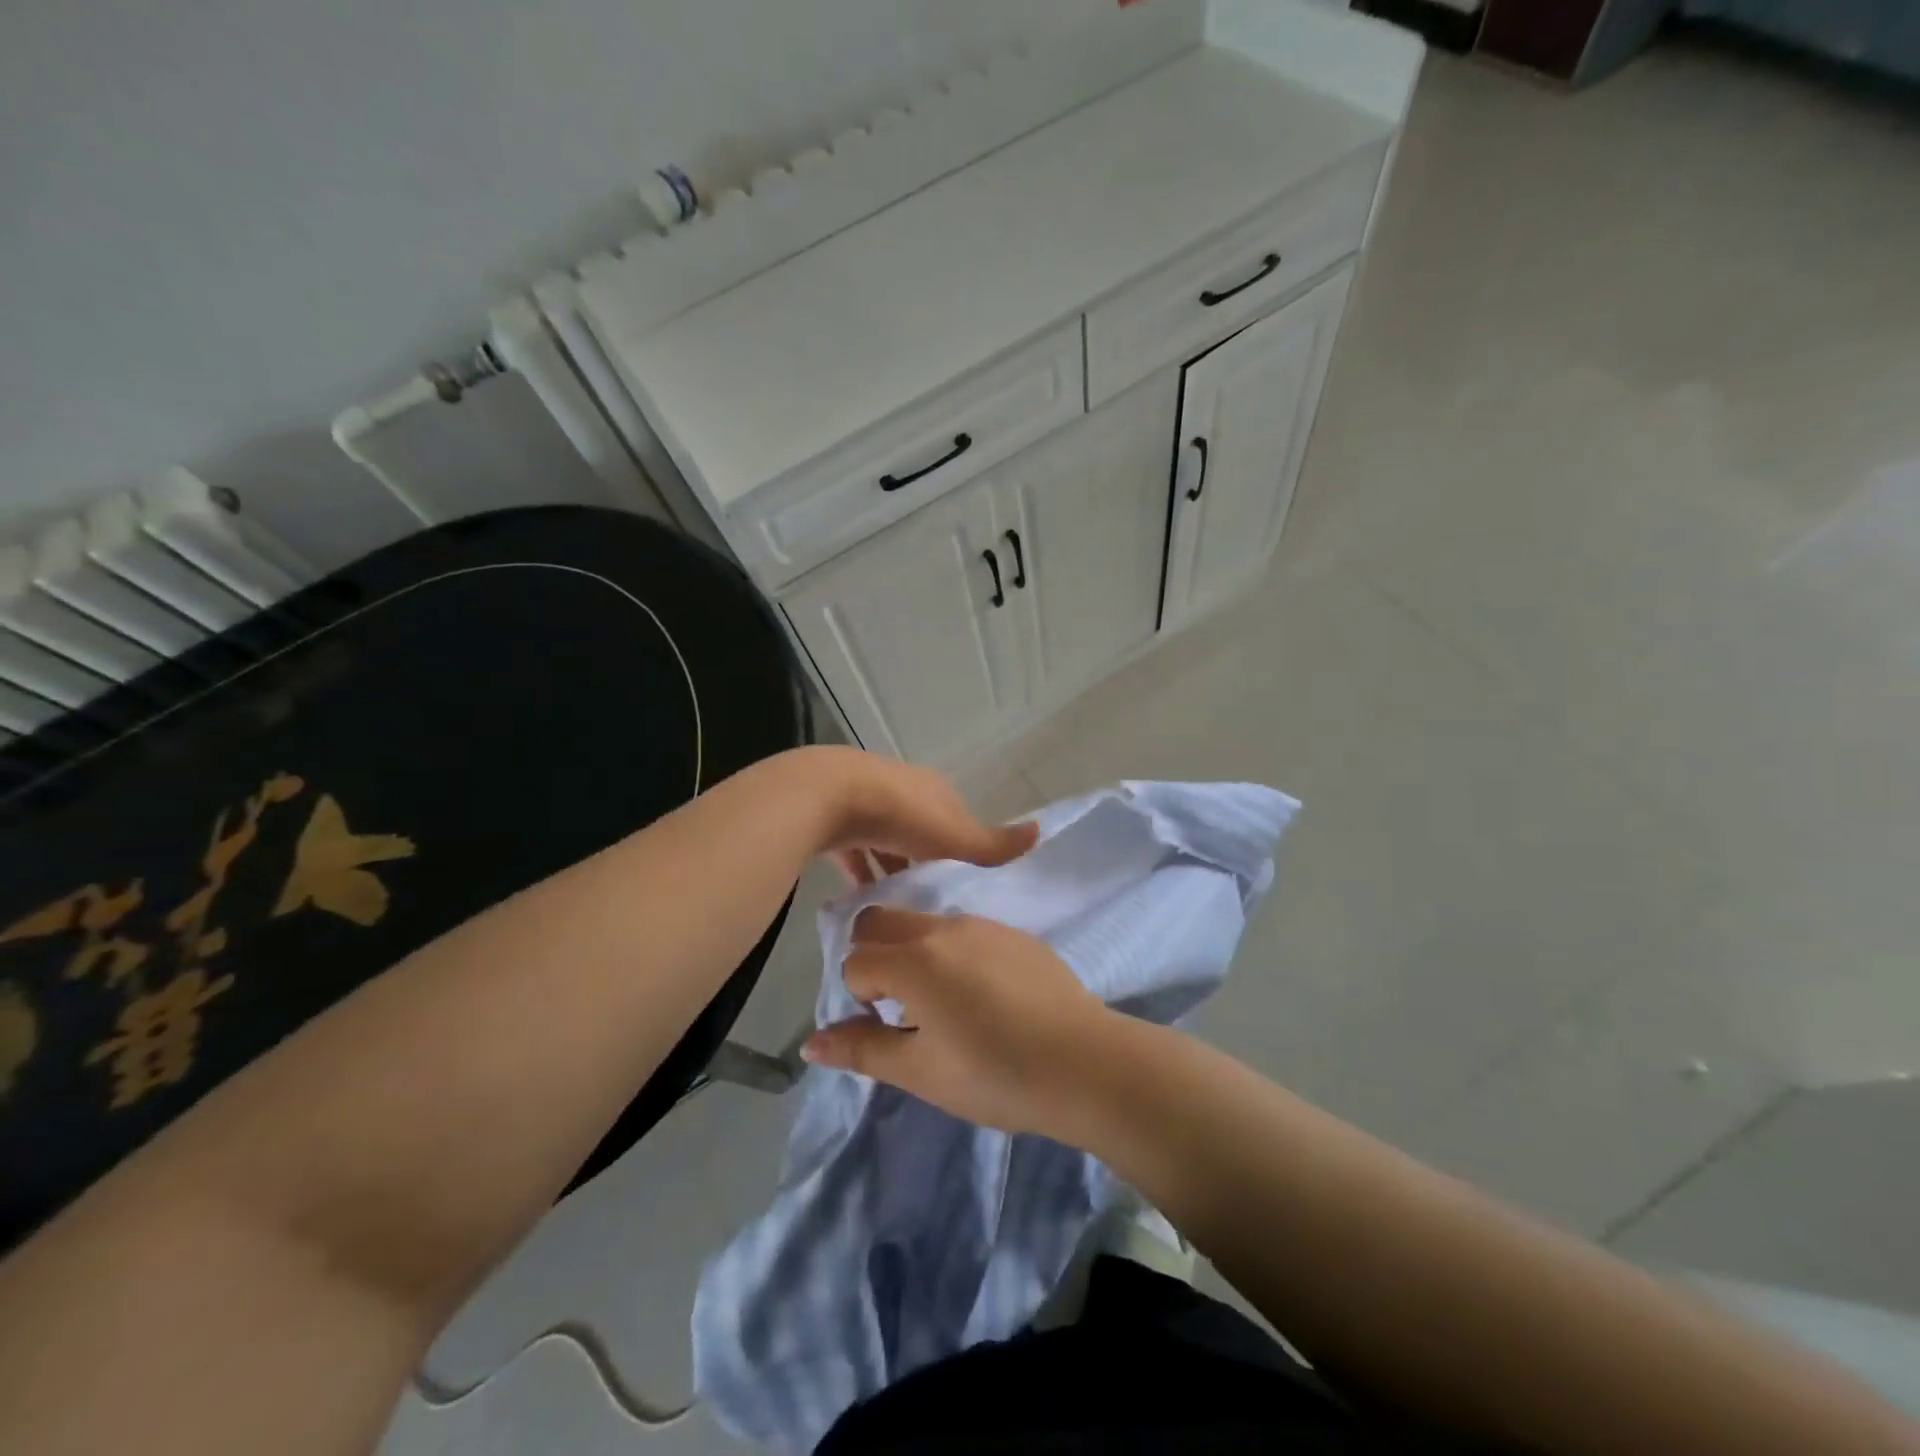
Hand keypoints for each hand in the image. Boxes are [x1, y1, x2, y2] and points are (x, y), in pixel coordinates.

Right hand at [801, 907, 1115, 1135]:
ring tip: (944, 1001)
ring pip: (925, 921)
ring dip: (915, 950)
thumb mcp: (920, 1071)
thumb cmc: (994, 1074)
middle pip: (882, 919)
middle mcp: (944, 928)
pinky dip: (954, 951)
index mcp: (913, 959)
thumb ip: (863, 1049)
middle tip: (900, 1004)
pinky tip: (985, 995)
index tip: (886, 1027)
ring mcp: (984, 925)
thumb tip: (810, 1044)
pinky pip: (966, 930)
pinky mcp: (1015, 933)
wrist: (1084, 1062)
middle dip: (874, 954)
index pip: (856, 960)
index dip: (860, 995)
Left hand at [809, 748, 1037, 885]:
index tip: (960, 879)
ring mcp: (864, 800)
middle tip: (927, 898)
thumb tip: (1041, 832)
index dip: (960, 845)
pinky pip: (852, 849)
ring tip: (896, 906)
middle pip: (918, 828)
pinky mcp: (833, 817)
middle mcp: (900, 788)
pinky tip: (859, 900)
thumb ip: (992, 843)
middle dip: (922, 858)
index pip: (955, 817)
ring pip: (883, 839)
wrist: (828, 795)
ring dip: (889, 866)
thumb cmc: (900, 815)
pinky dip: (859, 870)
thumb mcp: (953, 835)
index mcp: (933, 789)